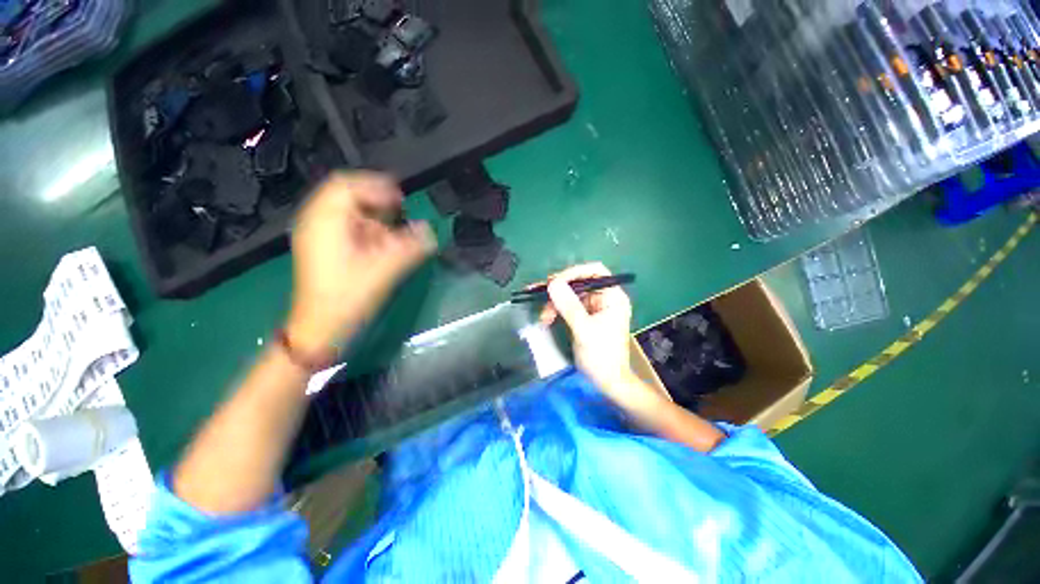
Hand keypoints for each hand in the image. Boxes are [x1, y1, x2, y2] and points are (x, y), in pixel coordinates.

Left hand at [286, 172, 435, 353]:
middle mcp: (316, 221)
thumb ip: (409, 247)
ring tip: (393, 230)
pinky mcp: (324, 248)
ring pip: (346, 211)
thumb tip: (430, 230)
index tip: (402, 201)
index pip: (347, 184)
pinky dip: (366, 229)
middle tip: (400, 211)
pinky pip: (346, 226)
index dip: (377, 187)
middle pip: (346, 195)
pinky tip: (380, 243)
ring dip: (373, 216)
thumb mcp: (384, 270)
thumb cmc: (349, 297)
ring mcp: (317, 235)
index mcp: (325, 221)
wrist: (320, 328)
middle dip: (376, 201)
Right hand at [539, 263, 636, 394]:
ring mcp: (594, 307)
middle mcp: (604, 298)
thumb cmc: (601, 356)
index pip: (595, 271)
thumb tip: (553, 283)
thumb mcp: (584, 330)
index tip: (555, 282)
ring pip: (570, 294)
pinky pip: (568, 306)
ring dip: (554, 302)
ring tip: (543, 316)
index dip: (574, 272)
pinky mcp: (585, 317)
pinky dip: (556, 310)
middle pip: (579, 282)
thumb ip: (569, 306)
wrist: (607, 382)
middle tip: (541, 296)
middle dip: (559, 290)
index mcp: (613, 297)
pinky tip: (546, 318)